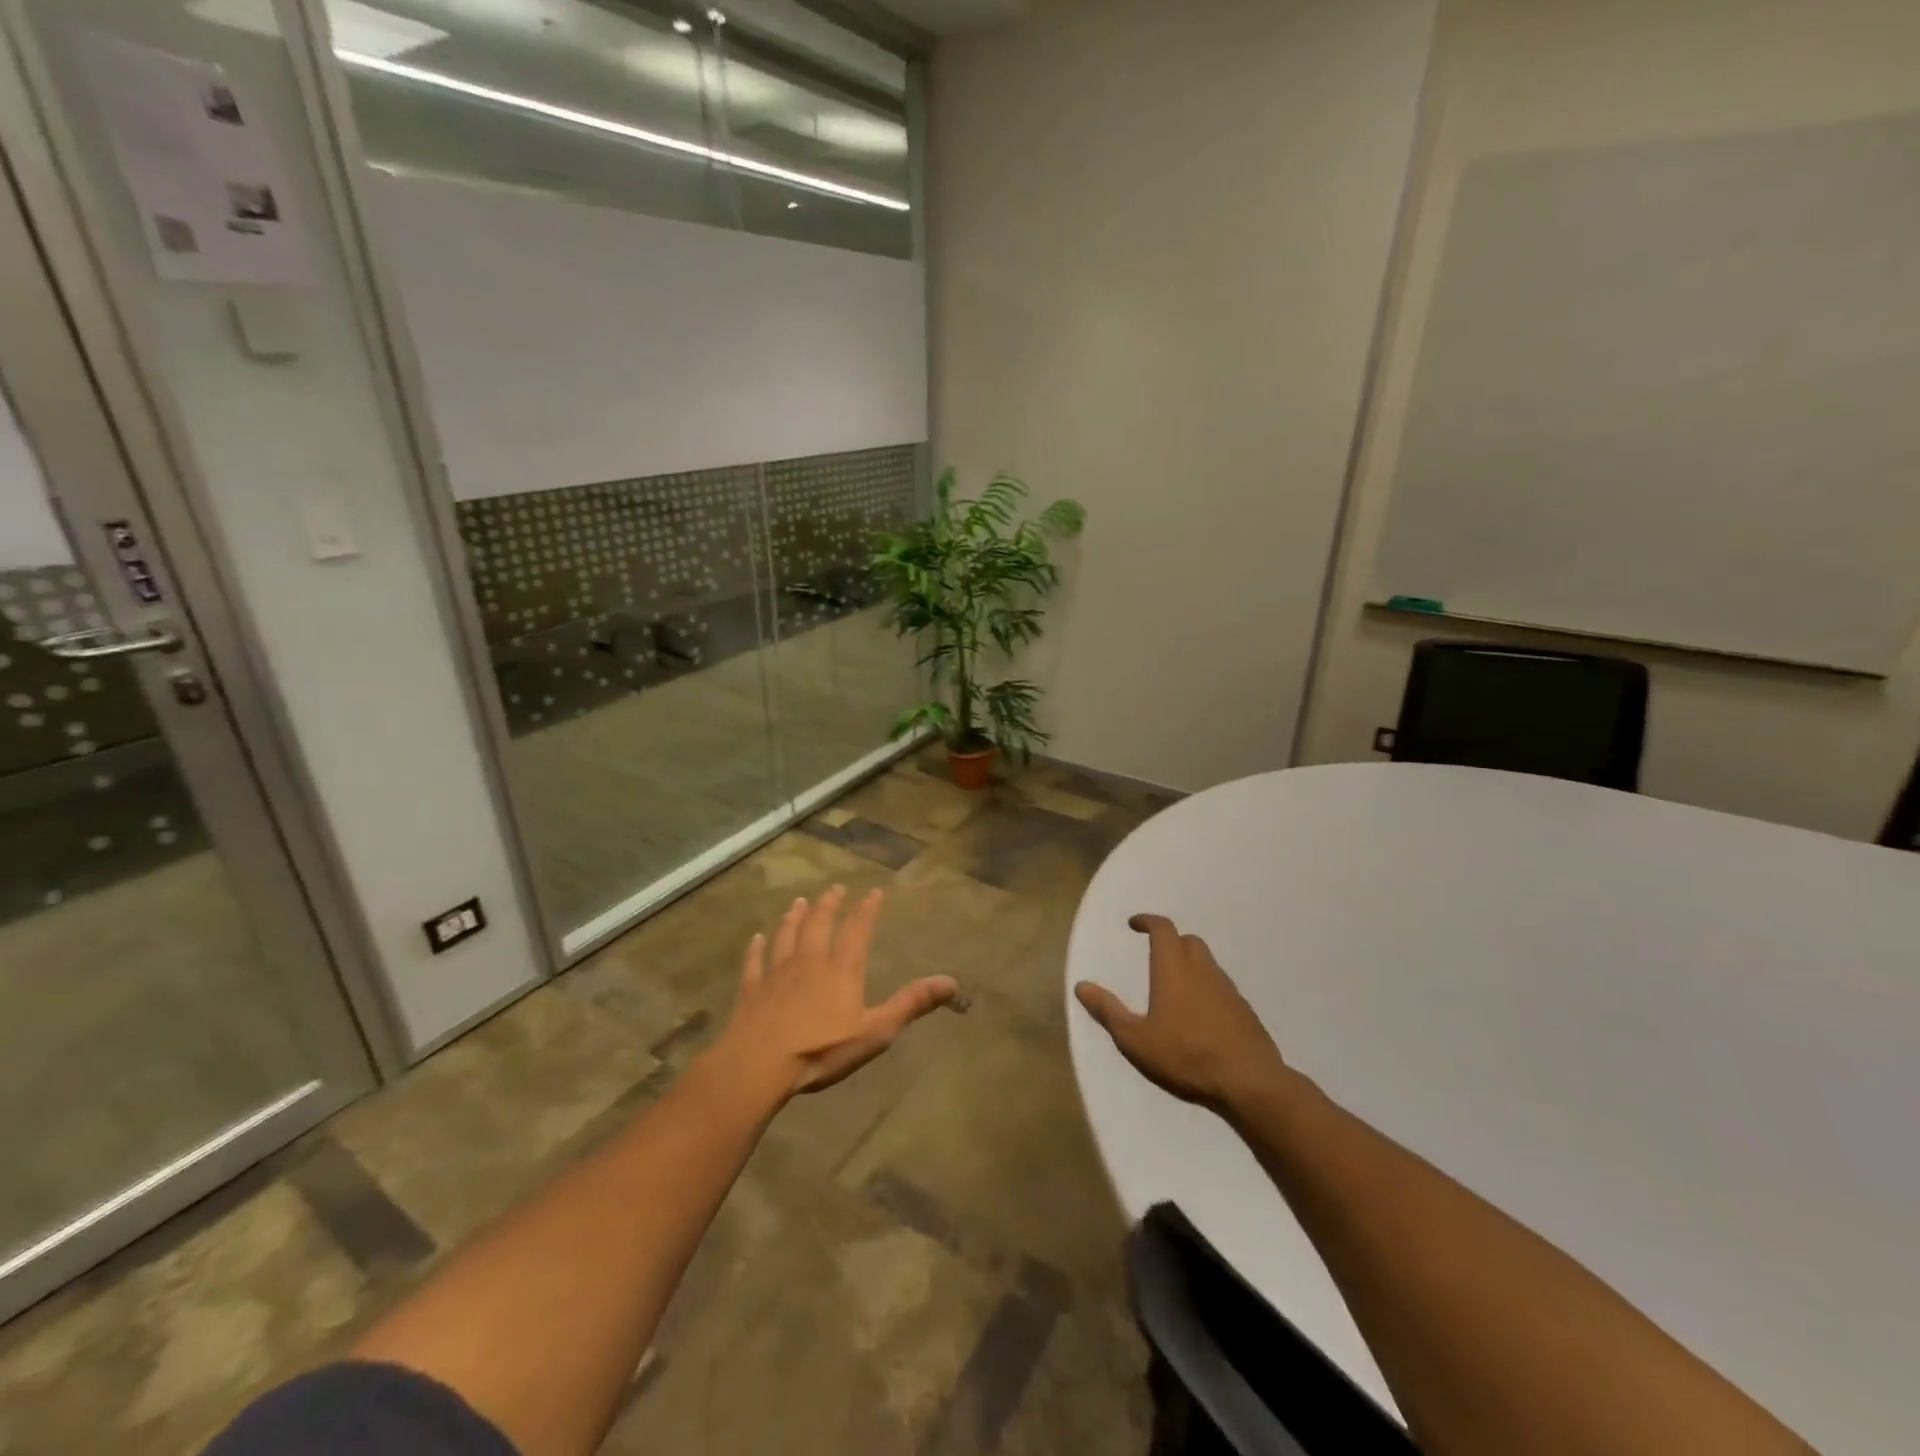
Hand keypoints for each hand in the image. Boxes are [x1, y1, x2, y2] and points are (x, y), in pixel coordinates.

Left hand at [715, 885, 959, 1097]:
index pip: (857, 930)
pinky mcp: (751, 990)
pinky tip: (755, 938)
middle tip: (834, 889)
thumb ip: (911, 1003)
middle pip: (819, 925)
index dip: (867, 910)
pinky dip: (756, 948)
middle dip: (829, 905)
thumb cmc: (822, 1049)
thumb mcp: (876, 1031)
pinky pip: (754, 962)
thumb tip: (951, 981)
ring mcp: (776, 974)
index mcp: (841, 970)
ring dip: (793, 918)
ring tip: (799, 902)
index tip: (873, 892)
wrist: (759, 1064)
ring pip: (786, 937)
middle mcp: (809, 962)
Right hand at [1075, 914, 1290, 1114]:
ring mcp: (1228, 989)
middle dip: (1171, 941)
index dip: (1148, 921)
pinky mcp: (1244, 1011)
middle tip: (1155, 955)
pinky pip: (1221, 987)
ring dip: (1190, 965)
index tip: (1135, 924)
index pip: (1163, 929)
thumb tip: (1081, 986)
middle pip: (1188, 941)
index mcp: (1174, 968)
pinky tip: (1199, 1015)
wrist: (1249, 1082)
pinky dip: (1206, 989)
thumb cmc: (1186, 1055)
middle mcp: (1202, 970)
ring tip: (1175, 988)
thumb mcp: (1135, 1039)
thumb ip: (1108, 1011)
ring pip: (1207, 964)